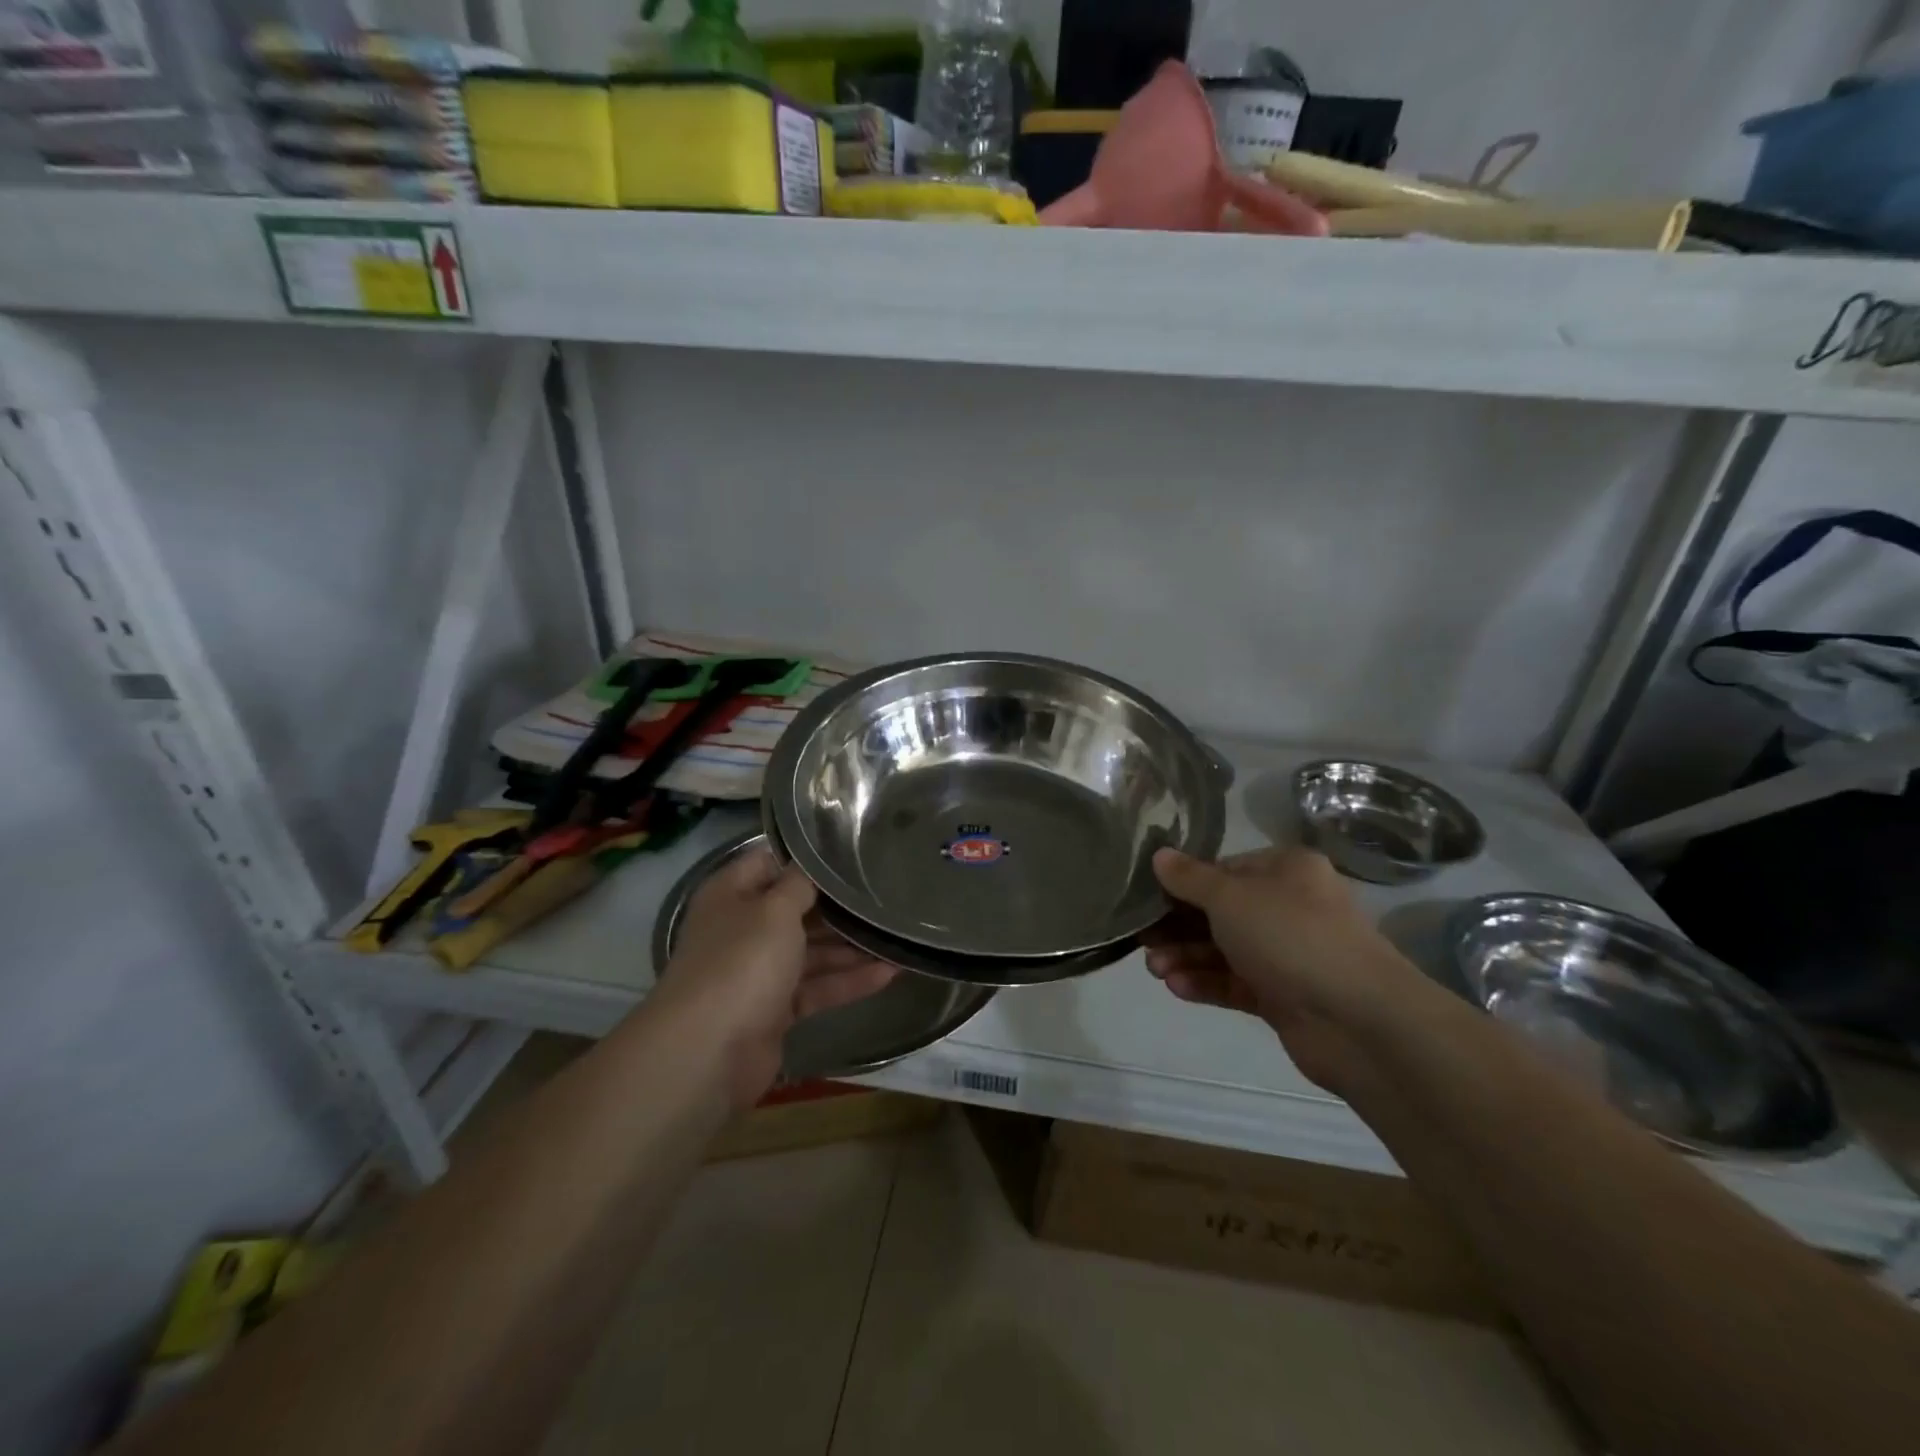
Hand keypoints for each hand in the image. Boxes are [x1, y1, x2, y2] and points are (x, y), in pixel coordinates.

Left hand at [653, 845, 895, 1107]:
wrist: (708, 1053)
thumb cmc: (741, 962)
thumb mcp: (774, 909)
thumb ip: (799, 884)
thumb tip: (812, 866)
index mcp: (731, 895)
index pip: (770, 862)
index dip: (807, 857)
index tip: (852, 851)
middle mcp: (742, 929)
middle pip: (796, 909)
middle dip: (838, 906)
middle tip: (886, 893)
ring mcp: (758, 972)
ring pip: (811, 951)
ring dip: (851, 946)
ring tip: (897, 936)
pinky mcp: (775, 1010)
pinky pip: (817, 988)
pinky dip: (848, 981)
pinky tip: (889, 973)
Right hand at [1143, 847, 1423, 1091]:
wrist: (1358, 1020)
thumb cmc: (1291, 936)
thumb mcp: (1230, 897)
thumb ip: (1190, 878)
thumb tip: (1159, 855)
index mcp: (1286, 870)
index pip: (1224, 869)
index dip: (1184, 882)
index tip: (1147, 896)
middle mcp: (1289, 907)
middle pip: (1220, 911)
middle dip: (1178, 926)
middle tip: (1142, 938)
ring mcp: (1288, 954)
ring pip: (1225, 950)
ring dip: (1187, 956)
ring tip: (1154, 969)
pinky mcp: (1284, 997)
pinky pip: (1236, 983)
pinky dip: (1206, 983)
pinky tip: (1176, 987)